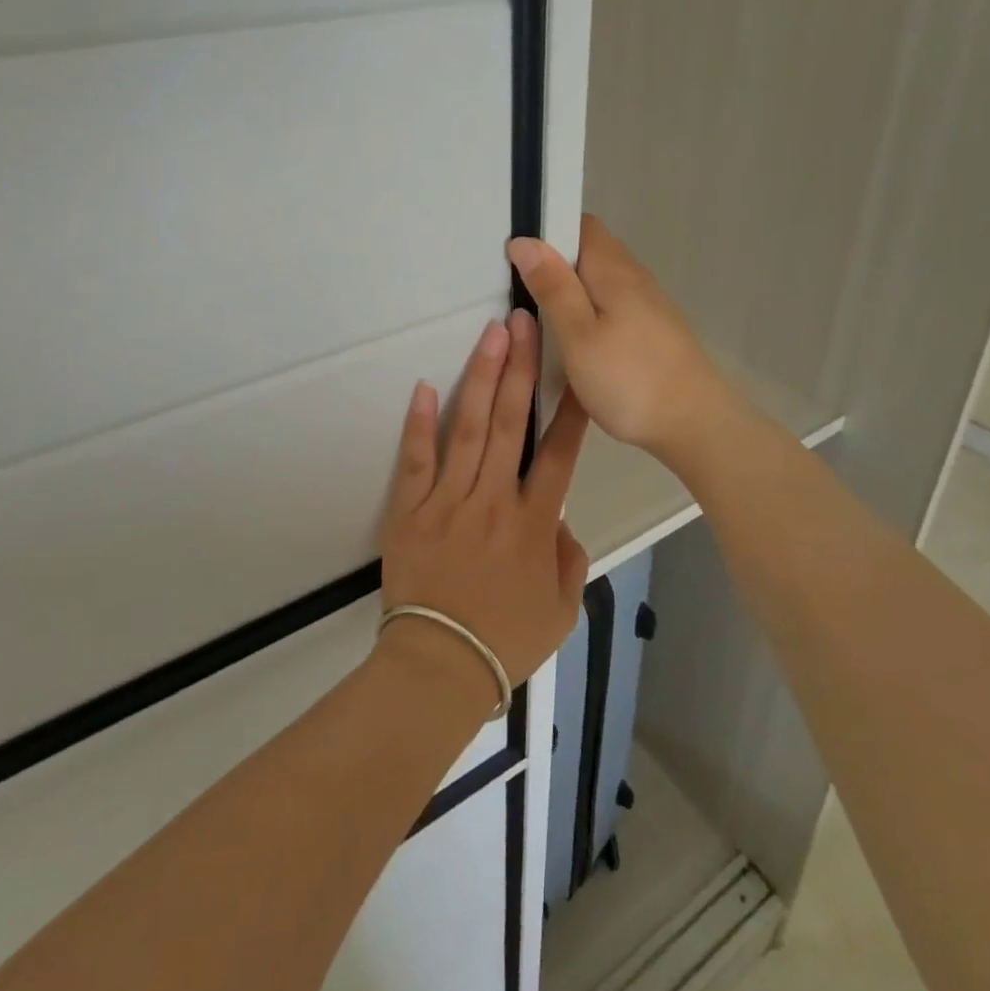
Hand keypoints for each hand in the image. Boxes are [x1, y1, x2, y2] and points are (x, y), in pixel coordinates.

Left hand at [377, 308, 591, 706]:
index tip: (578, 370)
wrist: (439, 667)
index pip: (559, 455)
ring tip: (492, 336)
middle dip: (522, 368)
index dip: (572, 410)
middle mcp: (495, 500)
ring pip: (470, 429)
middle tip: (526, 323)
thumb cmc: (505, 641)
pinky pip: (416, 461)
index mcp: (535, 523)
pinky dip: (419, 424)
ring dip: (482, 379)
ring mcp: (449, 501)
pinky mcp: (411, 510)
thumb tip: (561, 521)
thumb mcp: (562, 610)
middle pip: (513, 424)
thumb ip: (570, 559)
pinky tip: (425, 387)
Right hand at [507, 214, 736, 461]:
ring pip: (599, 281)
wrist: (695, 423)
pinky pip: (611, 306)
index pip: (579, 224)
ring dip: (570, 290)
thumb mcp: (579, 335)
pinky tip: (573, 340)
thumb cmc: (630, 378)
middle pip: (589, 252)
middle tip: (515, 289)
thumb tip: (525, 241)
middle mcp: (634, 277)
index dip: (546, 231)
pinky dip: (588, 312)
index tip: (514, 254)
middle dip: (553, 263)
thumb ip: (553, 287)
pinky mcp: (652, 330)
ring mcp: (648, 304)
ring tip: (537, 316)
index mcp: (613, 269)